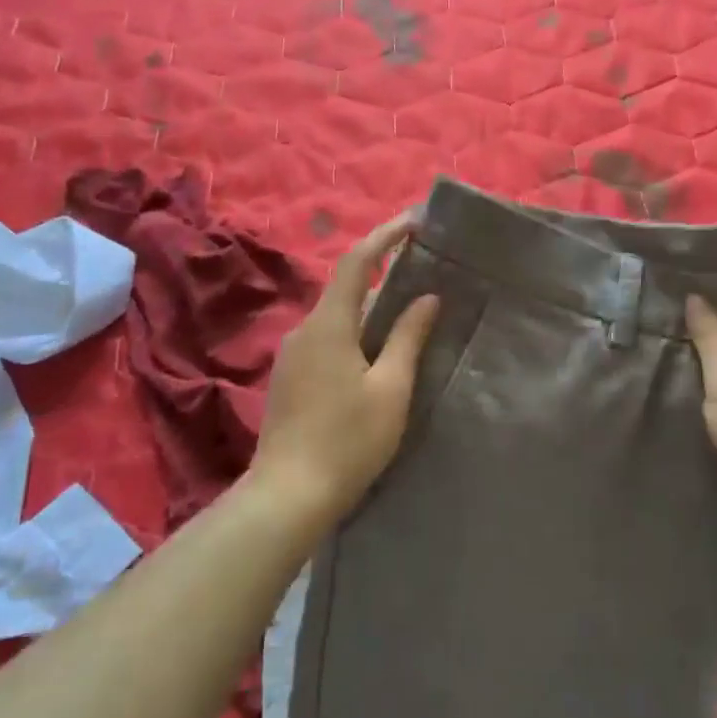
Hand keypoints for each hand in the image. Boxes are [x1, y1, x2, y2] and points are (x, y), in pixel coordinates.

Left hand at [252, 214, 439, 521]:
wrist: (288, 496)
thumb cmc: (348, 440)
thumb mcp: (390, 389)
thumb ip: (408, 338)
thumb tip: (427, 297)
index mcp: (329, 326)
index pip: (356, 263)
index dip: (385, 236)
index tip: (415, 222)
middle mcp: (304, 331)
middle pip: (346, 289)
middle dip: (382, 273)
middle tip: (422, 270)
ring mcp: (292, 356)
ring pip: (337, 317)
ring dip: (370, 307)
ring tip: (408, 313)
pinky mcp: (290, 379)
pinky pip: (327, 340)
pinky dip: (355, 333)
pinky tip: (377, 354)